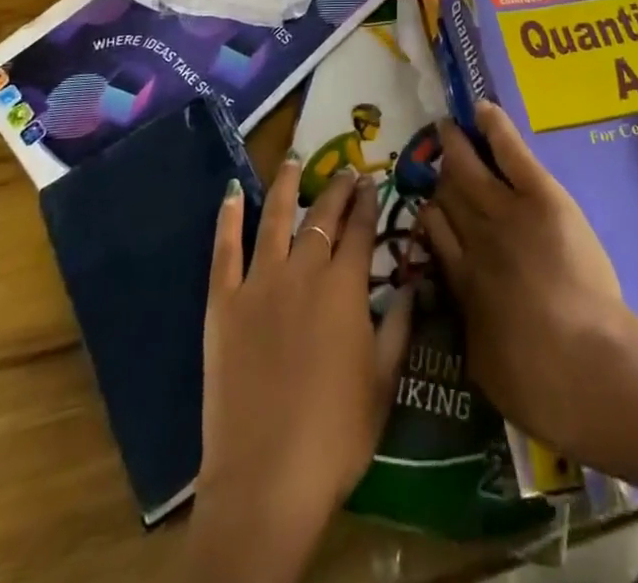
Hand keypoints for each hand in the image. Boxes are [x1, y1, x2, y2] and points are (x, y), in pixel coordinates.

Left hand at [187, 160, 412, 582]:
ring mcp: (259, 283)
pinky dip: (227, 219)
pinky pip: (224, 251)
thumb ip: (400, 327)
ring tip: (293, 159)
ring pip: (274, 218)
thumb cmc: (335, 436)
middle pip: (322, 217)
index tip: (372, 183)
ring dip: (286, 185)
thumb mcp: (383, 383)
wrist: (266, 479)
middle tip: (345, 170)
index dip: (368, 204)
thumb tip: (414, 284)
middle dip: (337, 189)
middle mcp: (303, 271)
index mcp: (345, 289)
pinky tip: (231, 193)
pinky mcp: (223, 303)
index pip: (361, 231)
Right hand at [418, 102, 634, 460]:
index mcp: (459, 280)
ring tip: (448, 127)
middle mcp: (472, 238)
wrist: (580, 365)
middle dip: (438, 173)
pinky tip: (483, 109)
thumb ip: (471, 328)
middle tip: (432, 153)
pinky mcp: (538, 196)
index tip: (429, 203)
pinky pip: (510, 152)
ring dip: (457, 146)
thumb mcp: (485, 362)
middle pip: (447, 194)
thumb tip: (464, 311)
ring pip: (469, 169)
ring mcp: (503, 211)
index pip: (434, 231)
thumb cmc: (535, 383)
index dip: (430, 213)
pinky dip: (495, 128)